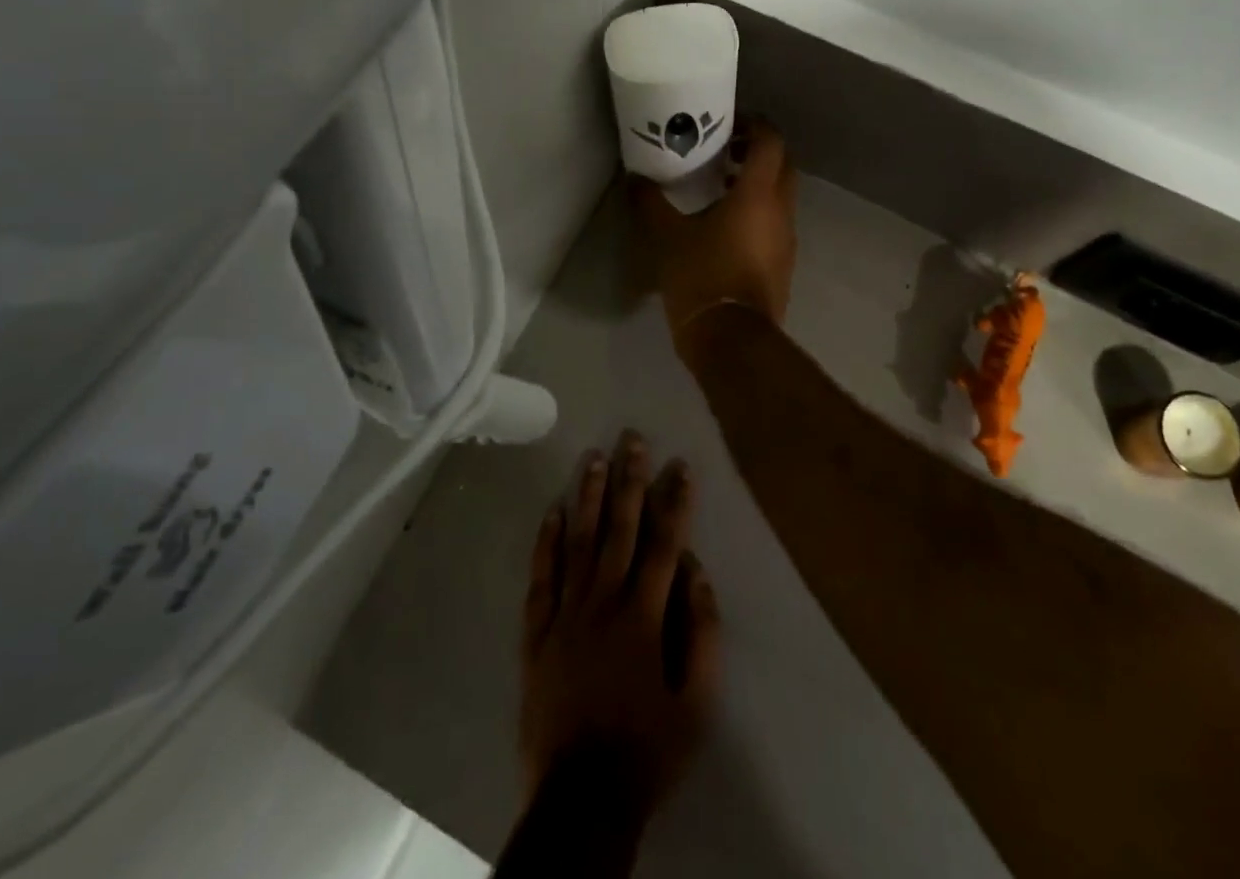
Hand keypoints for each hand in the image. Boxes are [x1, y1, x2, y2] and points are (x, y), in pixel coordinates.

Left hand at [520, 431, 720, 819]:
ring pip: (578, 542)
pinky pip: (541, 579)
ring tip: (595, 457)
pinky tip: (551, 511)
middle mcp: (604, 602)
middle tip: (633, 438)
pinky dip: (545, 543)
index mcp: (645, 616)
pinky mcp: (537, 635)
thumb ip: (703, 632)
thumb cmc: (647, 749)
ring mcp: (565, 615)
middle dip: (629, 480)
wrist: (581, 801)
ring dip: (588, 497)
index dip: (675, 500)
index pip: (665, 542)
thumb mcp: (698, 702)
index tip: (681, 465)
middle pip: (620, 529)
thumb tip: (696, 570)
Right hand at [634, 119, 797, 353]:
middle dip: (758, 151)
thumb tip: (634, 179)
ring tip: (720, 186)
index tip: (730, 121)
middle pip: (783, 164)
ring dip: (758, 182)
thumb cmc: (702, 277)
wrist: (732, 339)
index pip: (771, 142)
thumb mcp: (668, 237)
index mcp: (758, 194)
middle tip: (724, 150)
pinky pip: (777, 222)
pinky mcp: (784, 262)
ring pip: (782, 195)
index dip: (755, 124)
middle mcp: (781, 210)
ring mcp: (787, 238)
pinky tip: (727, 225)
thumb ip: (651, 203)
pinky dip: (759, 210)